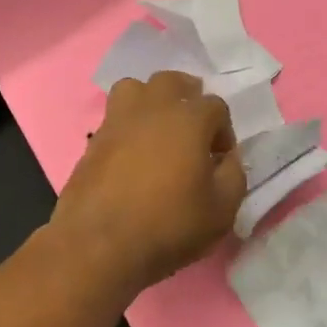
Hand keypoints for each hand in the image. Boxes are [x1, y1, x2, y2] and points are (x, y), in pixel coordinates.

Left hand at [49, 71, 246, 295]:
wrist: (99, 244)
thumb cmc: (168, 225)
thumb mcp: (222, 210)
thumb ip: (234, 176)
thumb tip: (227, 159)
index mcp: (188, 118)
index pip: (215, 105)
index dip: (224, 131)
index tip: (220, 160)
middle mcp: (151, 108)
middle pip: (172, 81)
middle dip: (188, 98)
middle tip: (193, 131)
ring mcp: (116, 121)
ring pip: (135, 88)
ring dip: (151, 101)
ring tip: (158, 130)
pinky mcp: (92, 141)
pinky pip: (114, 118)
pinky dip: (127, 126)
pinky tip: (132, 154)